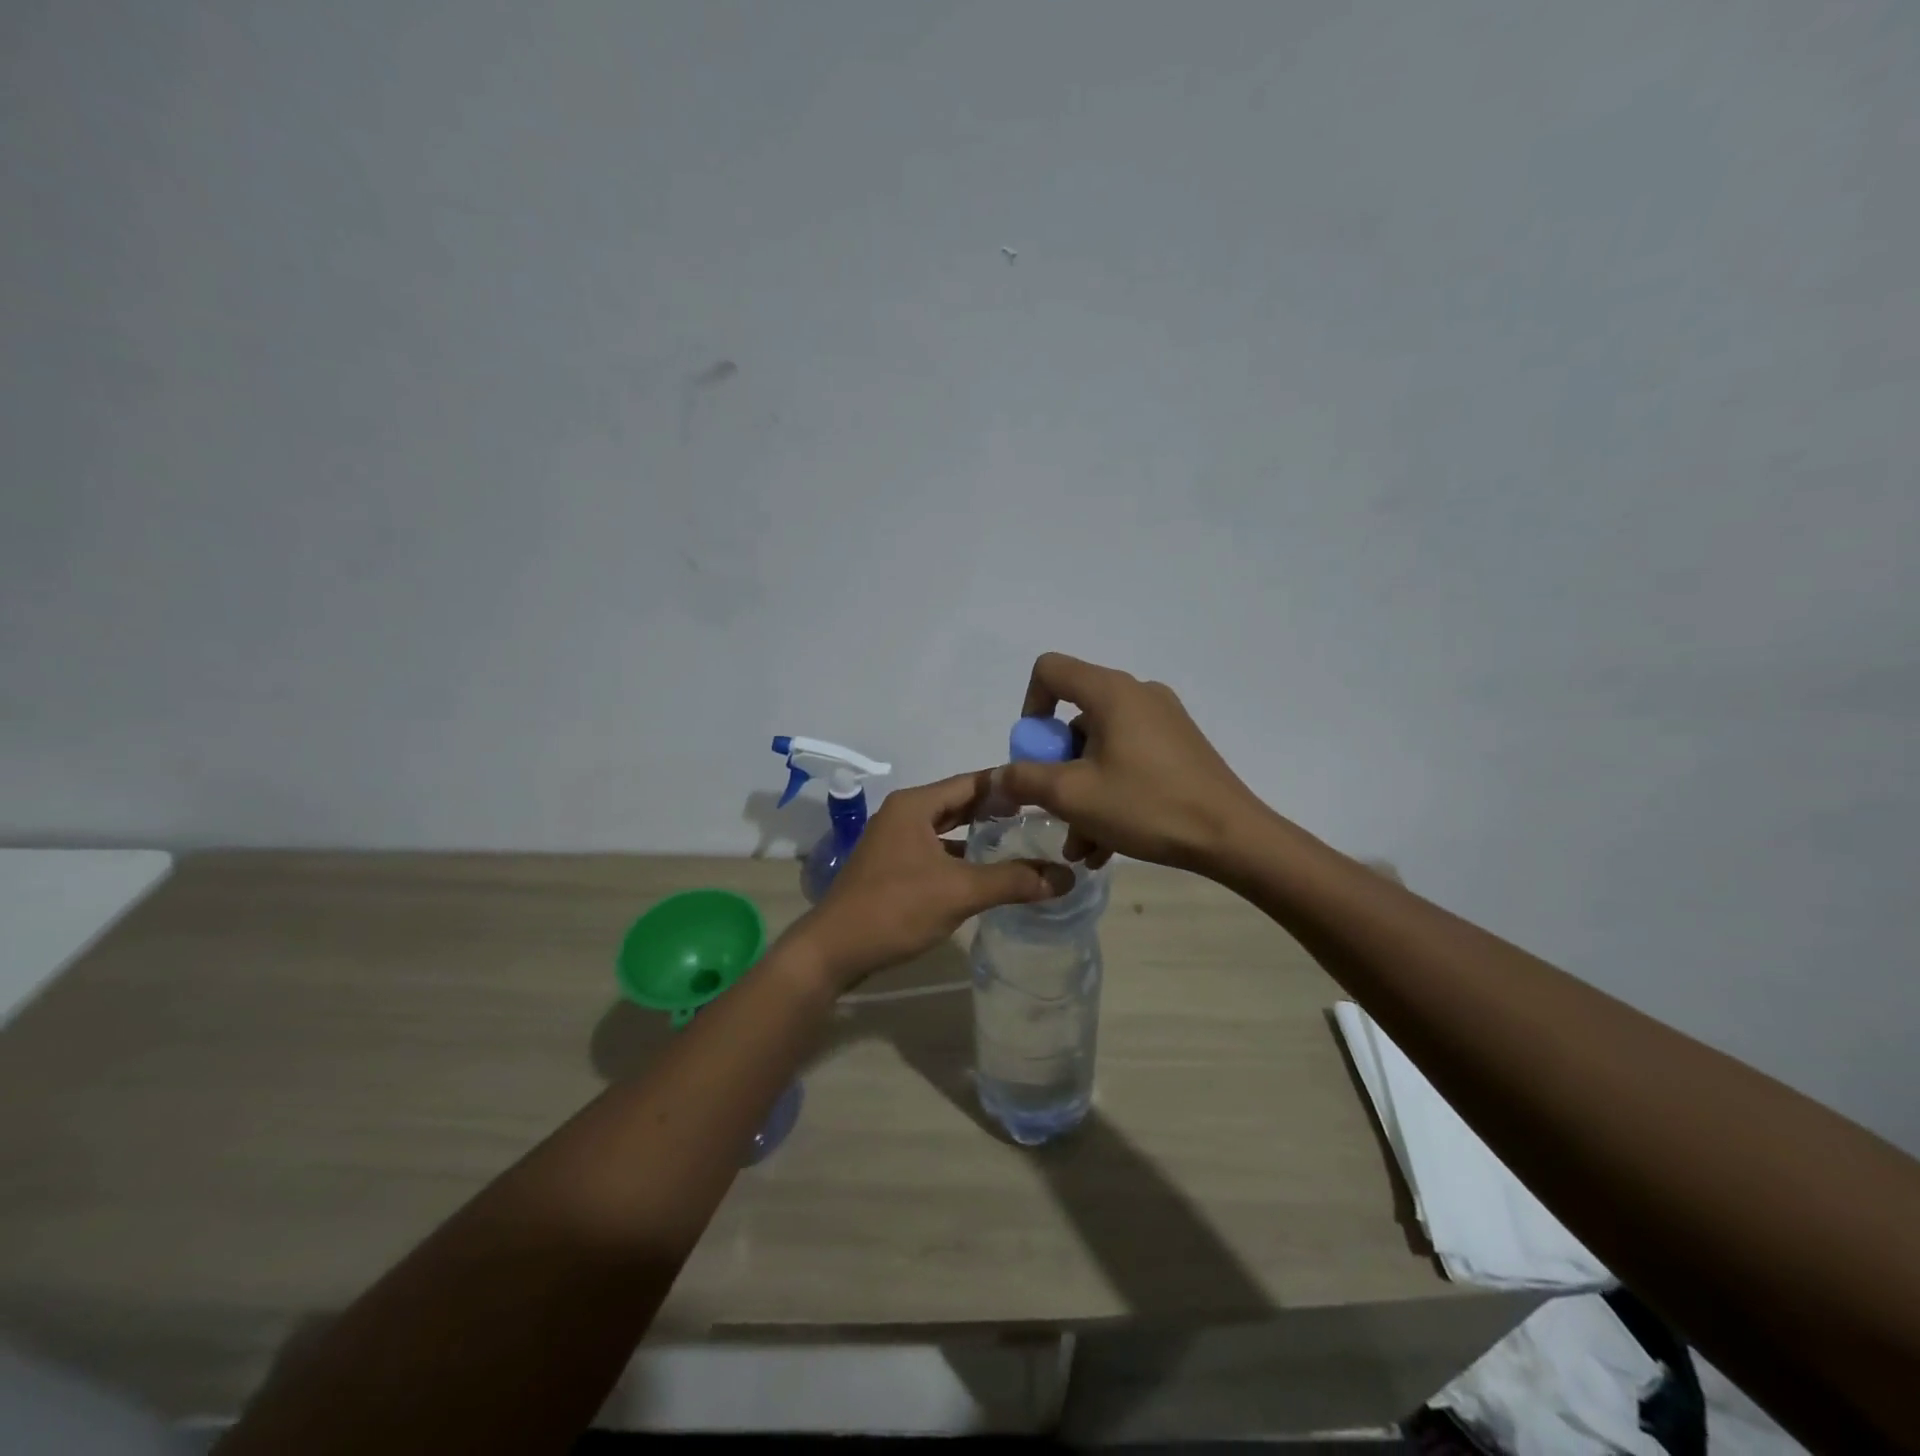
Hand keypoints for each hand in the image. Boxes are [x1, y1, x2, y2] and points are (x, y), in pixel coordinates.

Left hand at [789, 771, 1073, 989]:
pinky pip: (935, 851)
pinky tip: (984, 871)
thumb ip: (1013, 880)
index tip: (1045, 789)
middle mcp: (903, 814)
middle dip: (996, 809)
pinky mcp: (892, 867)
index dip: (1009, 785)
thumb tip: (1066, 877)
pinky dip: (960, 855)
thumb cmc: (895, 909)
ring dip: (978, 834)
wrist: (833, 950)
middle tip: (1040, 815)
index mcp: (915, 805)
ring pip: (946, 829)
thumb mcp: (959, 891)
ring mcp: (894, 841)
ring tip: (1020, 840)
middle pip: (959, 803)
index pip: (972, 782)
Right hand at [1002, 652, 1265, 874]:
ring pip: (1101, 749)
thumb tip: (998, 775)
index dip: (1030, 707)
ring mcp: (1163, 721)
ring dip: (1082, 794)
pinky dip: (1110, 794)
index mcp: (1111, 693)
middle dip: (1057, 769)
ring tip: (1081, 846)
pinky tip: (1106, 844)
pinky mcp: (1178, 748)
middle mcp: (1137, 695)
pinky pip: (1128, 761)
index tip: (1034, 753)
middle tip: (1056, 811)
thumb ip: (1025, 780)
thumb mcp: (1073, 796)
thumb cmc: (1147, 806)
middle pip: (1075, 718)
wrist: (1232, 837)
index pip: (1051, 670)